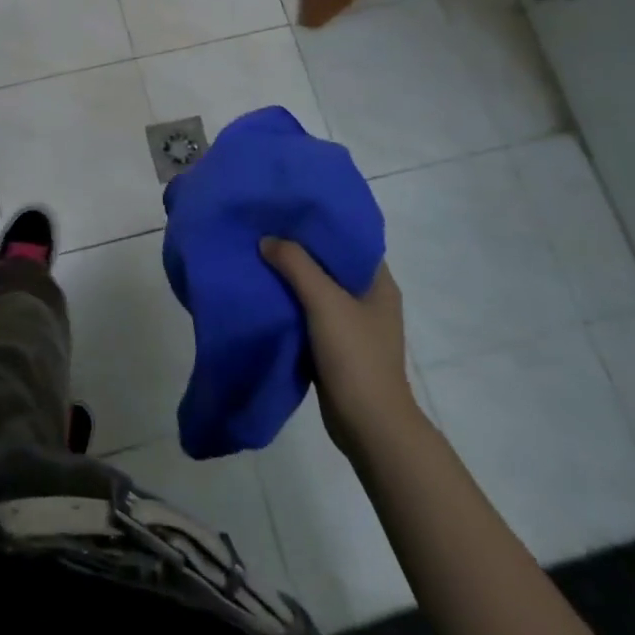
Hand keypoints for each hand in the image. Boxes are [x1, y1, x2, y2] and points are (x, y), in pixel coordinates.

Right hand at [262, 238, 421, 457]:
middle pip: (328, 262)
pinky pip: (307, 312)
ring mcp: (351, 323)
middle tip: (263, 228)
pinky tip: (262, 291)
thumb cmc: (355, 356)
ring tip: (256, 254)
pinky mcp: (333, 344)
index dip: (319, 222)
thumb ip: (295, 265)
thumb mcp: (324, 302)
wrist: (368, 425)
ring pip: (315, 288)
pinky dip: (287, 302)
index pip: (348, 238)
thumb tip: (267, 239)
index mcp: (378, 283)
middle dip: (297, 248)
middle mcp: (367, 298)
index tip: (286, 208)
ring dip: (289, 276)